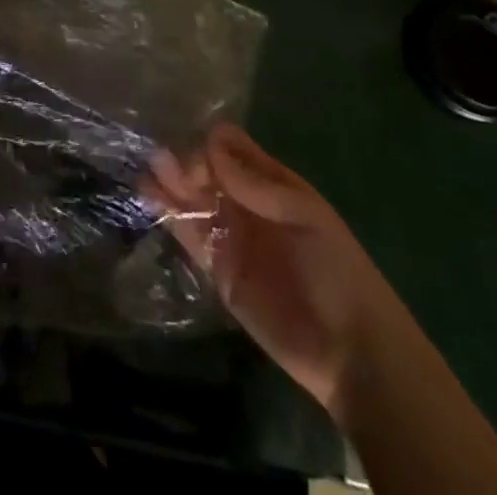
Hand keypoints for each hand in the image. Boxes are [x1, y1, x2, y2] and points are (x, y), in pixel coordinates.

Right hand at [149, 123, 402, 415]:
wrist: (350, 353)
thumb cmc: (336, 271)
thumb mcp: (305, 217)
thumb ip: (256, 184)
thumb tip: (211, 144)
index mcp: (272, 184)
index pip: (231, 149)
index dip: (210, 146)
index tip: (198, 159)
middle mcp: (247, 203)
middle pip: (206, 171)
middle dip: (183, 162)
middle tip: (160, 162)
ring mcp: (231, 236)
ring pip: (192, 199)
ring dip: (170, 184)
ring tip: (146, 174)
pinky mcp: (218, 270)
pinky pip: (189, 235)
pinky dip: (169, 216)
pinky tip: (148, 199)